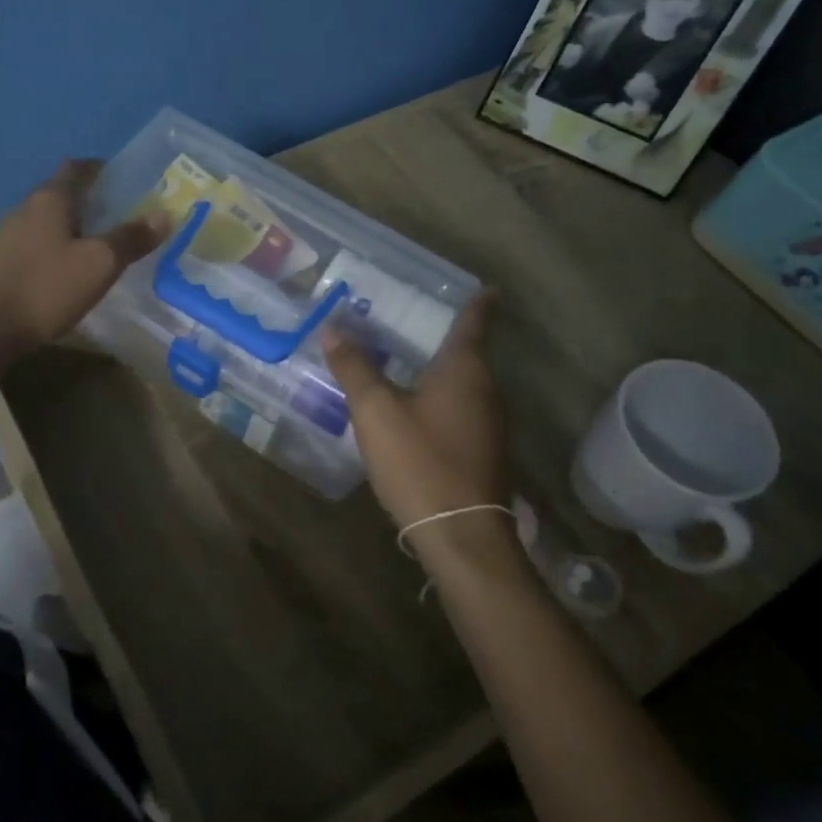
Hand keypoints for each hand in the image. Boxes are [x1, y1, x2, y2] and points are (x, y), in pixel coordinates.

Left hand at [0, 159, 166, 360]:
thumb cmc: (47, 287)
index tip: (121, 179)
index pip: (76, 169)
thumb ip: (131, 238)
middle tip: (116, 215)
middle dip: (86, 200)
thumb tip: (164, 215)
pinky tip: (63, 270)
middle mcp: (23, 209)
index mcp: (49, 199)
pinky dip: (52, 248)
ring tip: (93, 245)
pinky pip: (32, 244)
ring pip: (43, 221)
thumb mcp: (99, 264)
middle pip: (59, 194)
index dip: (98, 169)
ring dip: (68, 226)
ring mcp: (5, 236)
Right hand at [321, 291, 511, 532]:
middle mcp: (487, 391)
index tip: (484, 286)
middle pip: (468, 353)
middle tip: (410, 320)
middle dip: (443, 336)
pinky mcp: (484, 452)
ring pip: (464, 385)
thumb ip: (354, 368)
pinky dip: (440, 399)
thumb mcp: (376, 411)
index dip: (477, 303)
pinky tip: (414, 409)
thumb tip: (332, 328)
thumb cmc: (420, 462)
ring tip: (405, 360)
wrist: (461, 535)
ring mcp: (490, 425)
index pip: (474, 322)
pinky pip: (461, 410)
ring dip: (439, 371)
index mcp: (466, 371)